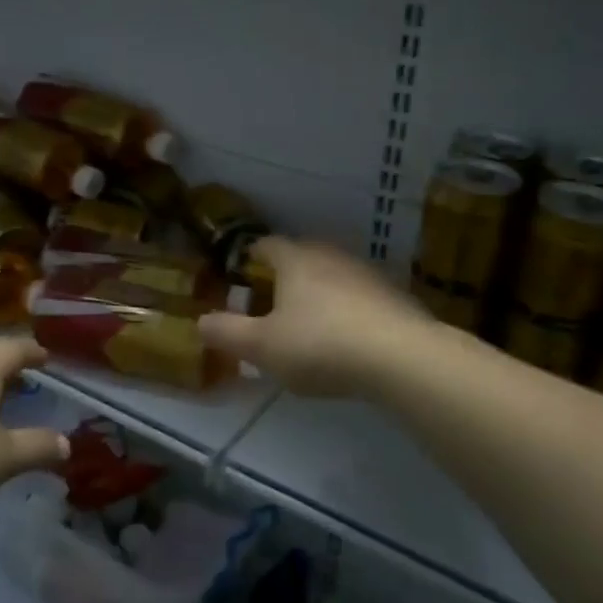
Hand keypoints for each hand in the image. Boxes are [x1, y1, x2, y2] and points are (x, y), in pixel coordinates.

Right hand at [200, 237, 431, 397]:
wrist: (401, 357)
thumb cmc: (320, 345)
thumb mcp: (261, 347)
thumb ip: (227, 333)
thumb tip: (201, 321)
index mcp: (296, 260)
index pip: (267, 245)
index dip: (251, 256)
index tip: (242, 273)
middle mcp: (331, 256)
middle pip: (301, 257)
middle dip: (284, 277)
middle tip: (271, 303)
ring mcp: (367, 274)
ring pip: (332, 277)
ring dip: (318, 294)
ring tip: (308, 325)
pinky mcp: (394, 297)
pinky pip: (359, 298)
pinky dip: (347, 312)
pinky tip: (345, 339)